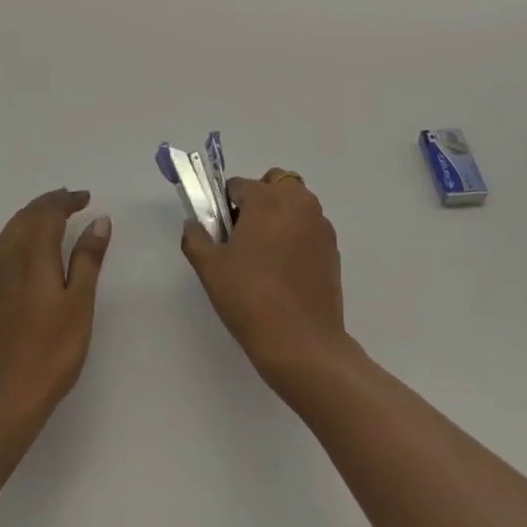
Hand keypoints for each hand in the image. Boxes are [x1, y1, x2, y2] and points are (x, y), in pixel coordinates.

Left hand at [0, 189, 110, 433]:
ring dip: (30, 219)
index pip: (46, 213)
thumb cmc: (49, 354)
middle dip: (47, 205)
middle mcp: (5, 260)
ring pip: (8, 233)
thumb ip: (88, 260)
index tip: (85, 198)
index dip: (65, 200)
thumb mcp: (79, 306)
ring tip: (52, 222)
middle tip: (70, 203)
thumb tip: (98, 220)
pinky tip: (27, 255)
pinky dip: (17, 239)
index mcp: (31, 257)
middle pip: (24, 218)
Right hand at [181, 168, 356, 394]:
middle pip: (273, 184)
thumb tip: (194, 223)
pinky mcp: (333, 247)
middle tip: (244, 236)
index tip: (220, 233)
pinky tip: (286, 269)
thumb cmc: (250, 298)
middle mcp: (297, 202)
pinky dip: (297, 234)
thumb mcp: (210, 268)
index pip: (238, 185)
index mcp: (266, 199)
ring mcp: (320, 224)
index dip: (224, 206)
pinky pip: (309, 226)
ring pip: (295, 203)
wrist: (302, 342)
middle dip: (258, 200)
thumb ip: (196, 237)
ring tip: (266, 254)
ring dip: (280, 214)